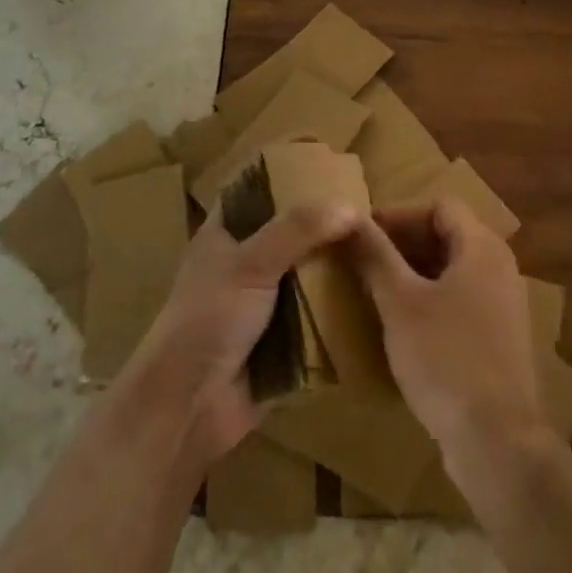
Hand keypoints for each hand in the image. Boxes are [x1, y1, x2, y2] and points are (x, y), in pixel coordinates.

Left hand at [126, 200, 357, 468]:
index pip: (256, 190)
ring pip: (308, 272)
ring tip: (382, 246)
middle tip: (372, 209)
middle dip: (325, 222)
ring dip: (337, 265)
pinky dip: (339, 305)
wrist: (188, 407)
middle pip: (291, 231)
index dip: (286, 174)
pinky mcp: (284, 337)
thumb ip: (297, 229)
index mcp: (225, 233)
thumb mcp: (249, 263)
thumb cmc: (208, 320)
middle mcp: (246, 261)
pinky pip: (317, 313)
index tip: (329, 164)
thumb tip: (350, 206)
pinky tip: (375, 292)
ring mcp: (265, 301)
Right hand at [348, 197, 543, 467]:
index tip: (361, 232)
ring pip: (453, 269)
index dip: (398, 214)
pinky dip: (431, 298)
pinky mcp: (499, 337)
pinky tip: (402, 323)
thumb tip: (349, 218)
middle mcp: (500, 266)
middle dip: (403, 243)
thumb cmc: (445, 358)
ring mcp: (503, 303)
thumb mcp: (400, 303)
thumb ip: (375, 256)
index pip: (439, 206)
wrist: (497, 440)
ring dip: (414, 272)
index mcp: (482, 247)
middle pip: (448, 235)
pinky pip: (461, 299)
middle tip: (362, 259)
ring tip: (375, 288)